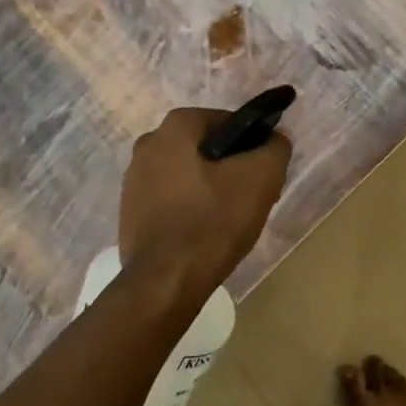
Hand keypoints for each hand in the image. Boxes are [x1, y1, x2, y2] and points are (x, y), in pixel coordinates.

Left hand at [117, 107, 292, 305]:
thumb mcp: (261, 179)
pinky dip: (190, 208)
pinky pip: (171, 199)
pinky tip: (204, 233)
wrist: (164, 283)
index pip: (227, 122)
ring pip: (188, 174)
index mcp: (175, 127)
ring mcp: (134, 180)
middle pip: (206, 148)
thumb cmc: (212, 221)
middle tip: (250, 197)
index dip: (251, 144)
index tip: (263, 172)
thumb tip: (275, 138)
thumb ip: (275, 148)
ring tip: (229, 220)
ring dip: (210, 188)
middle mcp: (148, 144)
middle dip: (230, 167)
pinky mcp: (130, 211)